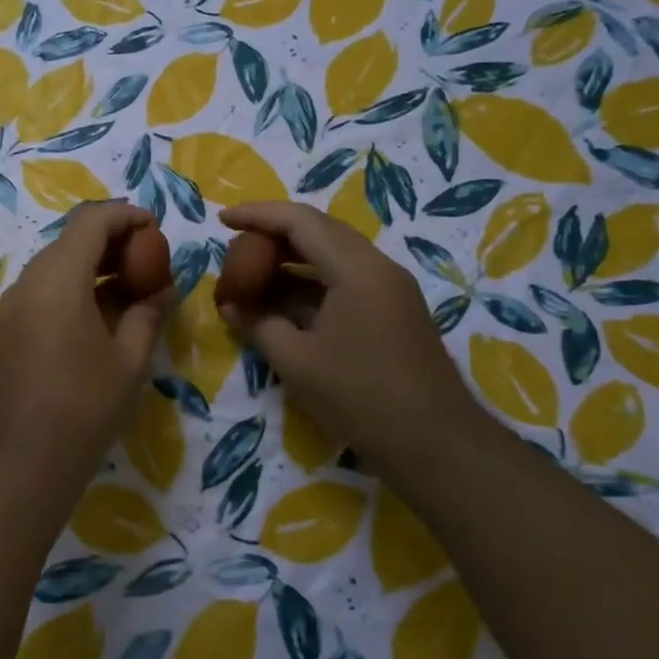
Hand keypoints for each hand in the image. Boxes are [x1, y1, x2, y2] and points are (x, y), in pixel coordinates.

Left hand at [0, 202, 174, 481]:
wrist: (20, 461)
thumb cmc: (84, 408)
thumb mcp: (130, 360)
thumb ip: (149, 313)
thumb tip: (162, 287)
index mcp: (59, 278)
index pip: (92, 221)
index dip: (125, 215)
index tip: (155, 227)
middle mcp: (30, 280)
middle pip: (71, 238)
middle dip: (111, 238)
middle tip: (148, 257)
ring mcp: (13, 304)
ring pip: (56, 262)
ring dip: (92, 263)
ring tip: (130, 284)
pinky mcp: (8, 326)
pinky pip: (44, 288)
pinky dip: (74, 285)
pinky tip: (100, 311)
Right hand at [218, 202, 492, 476]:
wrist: (435, 444)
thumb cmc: (360, 397)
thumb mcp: (296, 361)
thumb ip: (258, 324)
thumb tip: (230, 305)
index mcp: (357, 269)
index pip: (300, 221)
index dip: (257, 215)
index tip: (222, 219)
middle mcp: (378, 267)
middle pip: (319, 230)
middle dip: (273, 233)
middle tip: (236, 245)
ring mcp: (390, 289)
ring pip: (333, 255)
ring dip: (291, 259)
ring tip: (253, 273)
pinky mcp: (393, 311)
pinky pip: (345, 279)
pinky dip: (310, 282)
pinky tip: (284, 300)